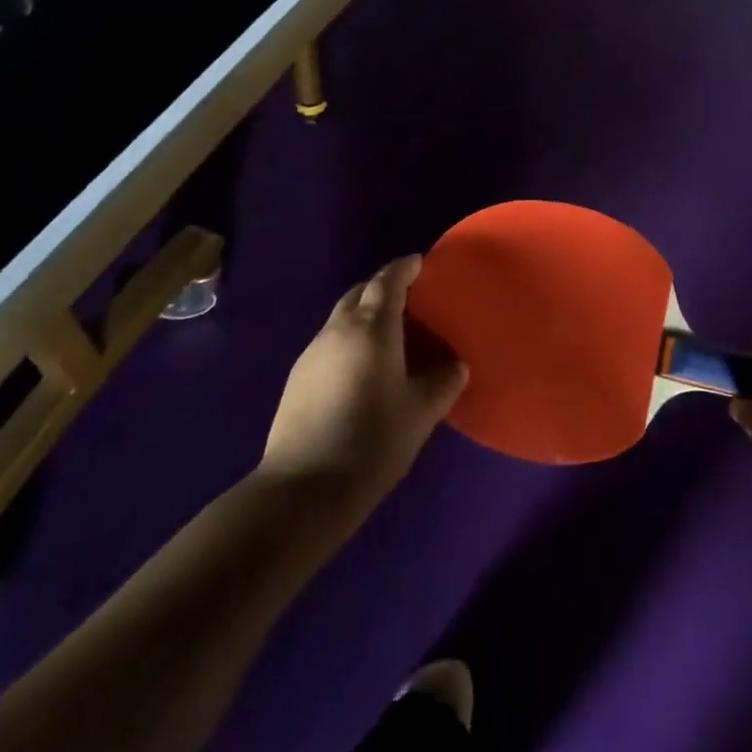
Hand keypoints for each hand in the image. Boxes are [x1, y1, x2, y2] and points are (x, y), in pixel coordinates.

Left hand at [258, 256, 468, 514]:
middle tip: (409, 299)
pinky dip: (349, 340)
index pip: (387, 282)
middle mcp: (337, 331)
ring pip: (341, 318)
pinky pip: (329, 342)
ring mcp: (311, 354)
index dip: (404, 268)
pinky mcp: (296, 379)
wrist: (304, 489)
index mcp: (372, 328)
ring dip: (364, 315)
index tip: (420, 263)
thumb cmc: (373, 441)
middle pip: (359, 294)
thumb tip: (455, 365)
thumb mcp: (421, 412)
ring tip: (390, 335)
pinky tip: (362, 368)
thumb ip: (443, 381)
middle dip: (382, 288)